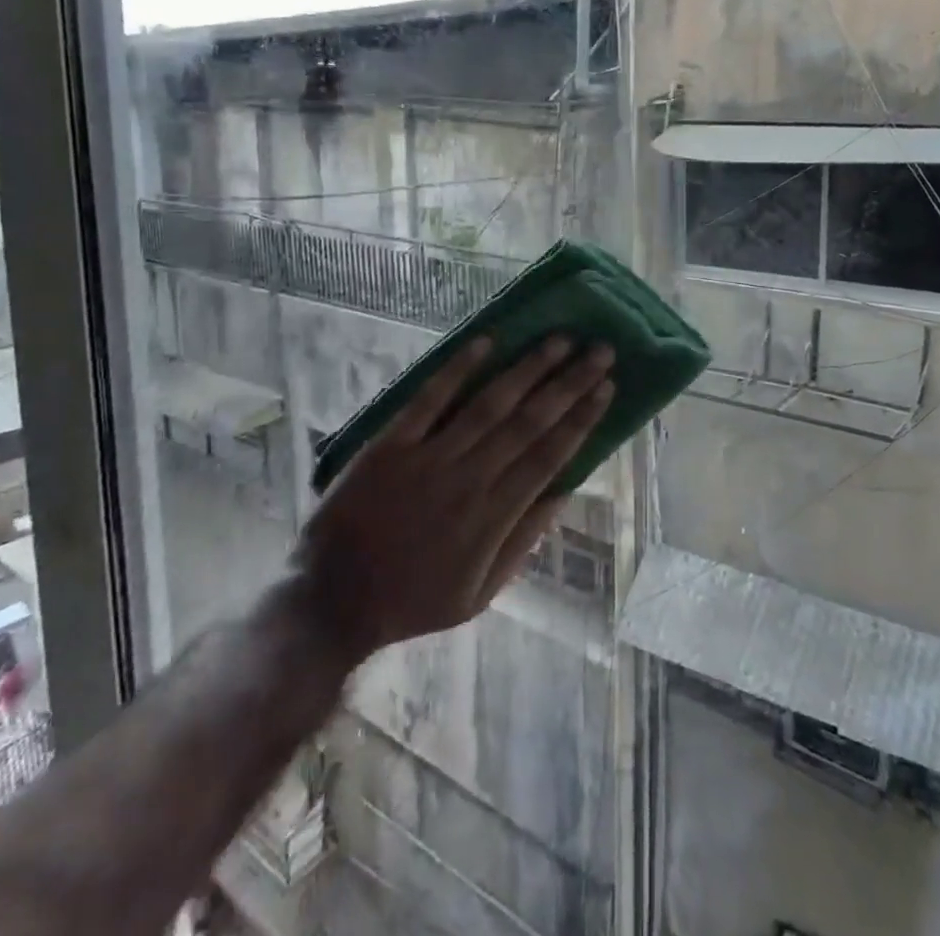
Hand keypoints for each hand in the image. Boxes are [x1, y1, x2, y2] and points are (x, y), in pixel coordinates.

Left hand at [291, 335, 614, 666]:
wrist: (333, 601)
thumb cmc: (412, 599)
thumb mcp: (480, 594)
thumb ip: (523, 541)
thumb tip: (563, 492)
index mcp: (494, 516)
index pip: (550, 455)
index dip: (582, 418)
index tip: (606, 386)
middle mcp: (469, 479)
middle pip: (530, 422)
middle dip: (569, 383)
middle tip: (600, 350)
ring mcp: (429, 457)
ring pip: (490, 404)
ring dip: (528, 368)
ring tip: (559, 339)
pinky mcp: (391, 444)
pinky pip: (429, 400)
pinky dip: (458, 369)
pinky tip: (486, 341)